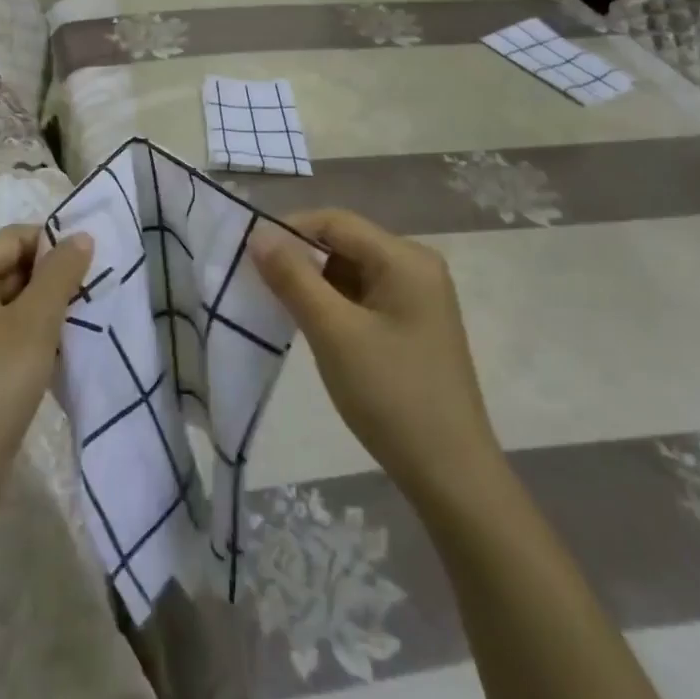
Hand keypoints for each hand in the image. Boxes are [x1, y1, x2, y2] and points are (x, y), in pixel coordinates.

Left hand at [0, 226, 92, 596]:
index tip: (91, 264)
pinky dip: (33, 336)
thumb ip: (60, 275)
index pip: (12, 239)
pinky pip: (5, 334)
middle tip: (92, 293)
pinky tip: (61, 353)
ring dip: (46, 310)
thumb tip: (81, 236)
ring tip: (82, 322)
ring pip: (11, 304)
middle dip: (51, 280)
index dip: (52, 245)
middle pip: (10, 269)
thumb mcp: (35, 324)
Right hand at [249, 209, 501, 506]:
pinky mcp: (412, 323)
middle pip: (344, 243)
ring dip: (313, 282)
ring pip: (350, 270)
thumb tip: (258, 233)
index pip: (335, 222)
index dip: (289, 230)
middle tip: (257, 283)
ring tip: (278, 306)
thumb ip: (293, 277)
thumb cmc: (391, 396)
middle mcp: (415, 266)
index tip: (248, 255)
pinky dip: (332, 303)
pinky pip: (362, 295)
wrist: (451, 477)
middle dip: (300, 258)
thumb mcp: (333, 332)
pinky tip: (311, 325)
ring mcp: (417, 296)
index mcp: (405, 258)